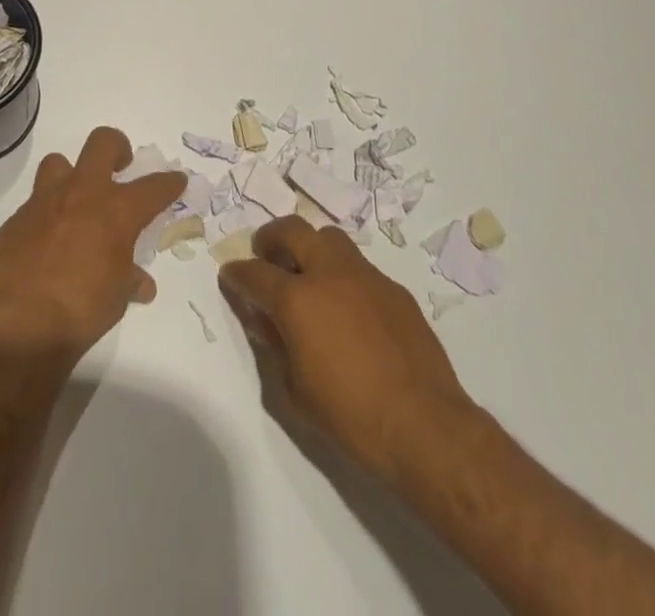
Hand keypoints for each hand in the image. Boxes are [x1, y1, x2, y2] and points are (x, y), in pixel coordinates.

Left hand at [0, 126, 185, 361]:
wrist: (18, 323)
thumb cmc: (81, 310)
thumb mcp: (117, 298)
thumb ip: (129, 280)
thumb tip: (141, 284)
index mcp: (117, 210)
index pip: (154, 187)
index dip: (169, 182)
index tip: (177, 180)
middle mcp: (83, 193)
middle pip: (103, 142)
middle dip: (117, 148)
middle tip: (120, 167)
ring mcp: (45, 201)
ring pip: (59, 162)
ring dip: (71, 176)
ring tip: (76, 201)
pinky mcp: (16, 219)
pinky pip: (34, 204)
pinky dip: (46, 215)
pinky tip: (47, 240)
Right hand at [218, 215, 476, 483]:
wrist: (424, 425)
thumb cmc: (351, 417)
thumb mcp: (296, 391)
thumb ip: (276, 346)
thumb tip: (266, 320)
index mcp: (297, 300)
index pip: (255, 274)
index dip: (237, 274)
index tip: (230, 275)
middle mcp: (329, 274)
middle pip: (292, 230)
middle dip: (271, 237)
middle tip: (265, 254)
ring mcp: (365, 276)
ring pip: (329, 238)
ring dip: (310, 247)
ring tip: (307, 273)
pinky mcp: (394, 288)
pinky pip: (360, 268)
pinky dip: (343, 275)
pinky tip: (348, 307)